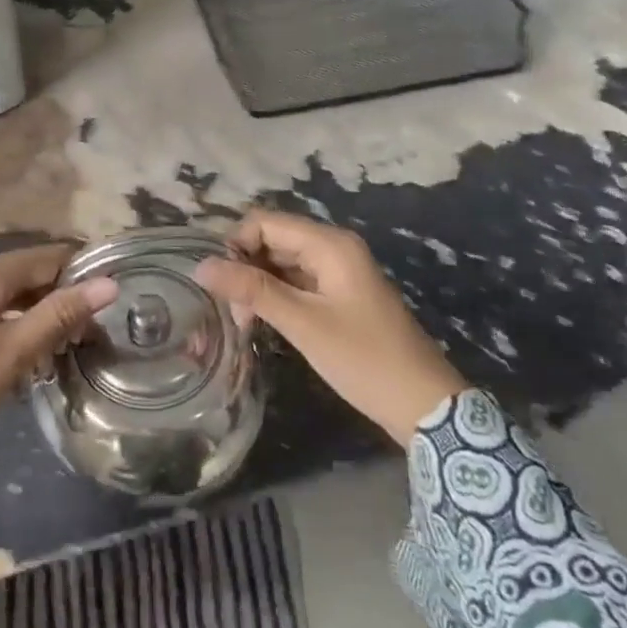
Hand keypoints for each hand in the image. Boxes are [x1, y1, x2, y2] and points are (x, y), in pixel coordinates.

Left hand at [0, 246, 117, 467]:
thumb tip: (108, 282)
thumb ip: (60, 314)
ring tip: (69, 346)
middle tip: (93, 333)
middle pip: (31, 273)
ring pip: (13, 294)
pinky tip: (31, 353)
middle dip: (63, 297)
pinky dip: (17, 324)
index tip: (112, 302)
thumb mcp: (12, 353)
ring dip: (41, 314)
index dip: (83, 274)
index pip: (50, 256)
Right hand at [197, 210, 467, 445]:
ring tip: (244, 323)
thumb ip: (253, 290)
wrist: (425, 405)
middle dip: (245, 268)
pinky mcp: (338, 294)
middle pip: (272, 239)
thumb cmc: (364, 359)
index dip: (235, 245)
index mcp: (329, 244)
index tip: (219, 284)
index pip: (264, 222)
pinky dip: (275, 297)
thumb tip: (201, 266)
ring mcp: (337, 271)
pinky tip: (262, 322)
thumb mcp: (303, 324)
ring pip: (281, 262)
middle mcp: (333, 248)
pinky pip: (296, 281)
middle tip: (232, 312)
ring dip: (258, 286)